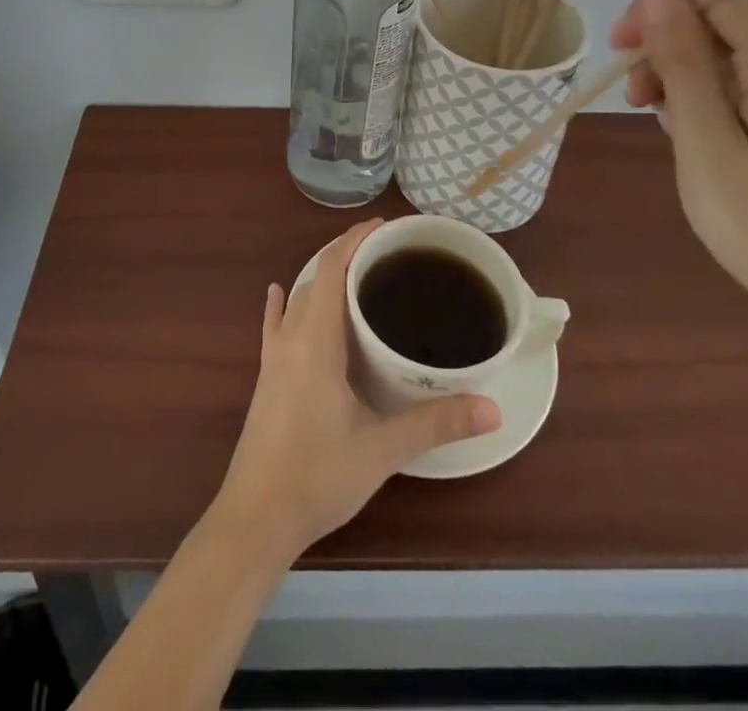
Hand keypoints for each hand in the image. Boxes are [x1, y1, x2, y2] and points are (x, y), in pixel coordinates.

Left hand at [210, 219, 500, 561]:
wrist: (255, 519)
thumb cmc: (317, 476)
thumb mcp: (382, 450)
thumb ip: (436, 424)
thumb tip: (492, 408)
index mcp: (315, 340)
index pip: (330, 268)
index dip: (354, 240)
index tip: (384, 227)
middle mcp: (290, 338)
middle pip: (315, 277)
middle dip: (346, 256)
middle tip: (386, 255)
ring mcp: (272, 358)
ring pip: (297, 299)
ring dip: (322, 279)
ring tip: (356, 276)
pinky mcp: (265, 378)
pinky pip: (275, 326)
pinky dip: (283, 304)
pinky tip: (279, 294)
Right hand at [611, 0, 747, 336]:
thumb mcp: (704, 139)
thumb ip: (680, 60)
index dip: (655, 6)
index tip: (622, 51)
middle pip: (719, 15)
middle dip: (666, 43)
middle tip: (634, 97)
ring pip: (729, 46)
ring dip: (682, 69)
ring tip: (657, 117)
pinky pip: (747, 76)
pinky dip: (709, 91)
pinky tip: (691, 129)